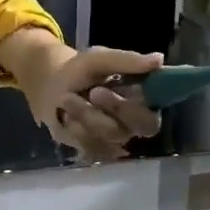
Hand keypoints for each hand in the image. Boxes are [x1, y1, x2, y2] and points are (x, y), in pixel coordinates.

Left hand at [2, 32, 164, 160]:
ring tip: (66, 98)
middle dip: (117, 107)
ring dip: (86, 114)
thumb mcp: (99, 59)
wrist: (50, 88)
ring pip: (112, 135)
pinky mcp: (98, 150)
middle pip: (143, 126)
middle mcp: (137, 122)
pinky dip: (75, 129)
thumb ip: (127, 61)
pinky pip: (92, 146)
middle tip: (95, 92)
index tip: (122, 90)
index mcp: (145, 99)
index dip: (145, 103)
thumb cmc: (81, 71)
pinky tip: (66, 117)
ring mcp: (118, 138)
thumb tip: (159, 59)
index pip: (159, 108)